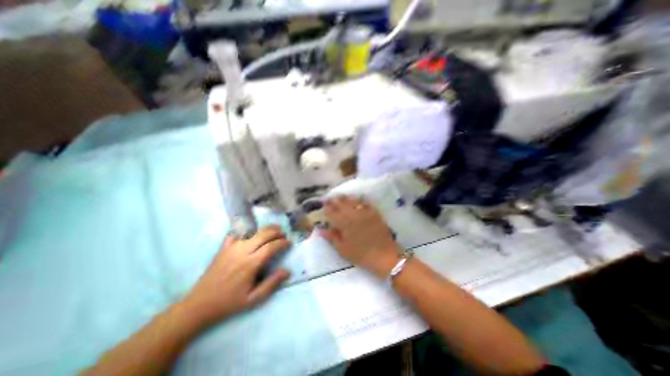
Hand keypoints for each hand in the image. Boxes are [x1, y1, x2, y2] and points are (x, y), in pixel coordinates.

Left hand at [182, 226, 289, 325]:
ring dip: (266, 230)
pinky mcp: (223, 247)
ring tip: (273, 232)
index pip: (271, 246)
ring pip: (253, 231)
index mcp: (251, 264)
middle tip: (283, 235)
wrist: (199, 305)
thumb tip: (287, 271)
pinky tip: (251, 236)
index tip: (289, 243)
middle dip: (277, 231)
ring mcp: (232, 247)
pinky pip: (237, 234)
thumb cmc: (229, 303)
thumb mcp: (253, 299)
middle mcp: (242, 251)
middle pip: (264, 234)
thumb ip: (272, 283)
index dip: (283, 242)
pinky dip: (246, 233)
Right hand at [320, 196, 399, 278]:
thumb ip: (332, 237)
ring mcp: (365, 212)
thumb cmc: (361, 255)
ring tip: (341, 197)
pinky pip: (365, 202)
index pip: (332, 212)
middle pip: (342, 203)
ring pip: (352, 201)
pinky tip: (357, 199)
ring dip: (345, 198)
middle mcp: (353, 214)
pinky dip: (359, 199)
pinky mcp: (374, 212)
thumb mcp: (343, 249)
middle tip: (330, 198)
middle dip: (335, 200)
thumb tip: (320, 229)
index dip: (327, 207)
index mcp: (344, 223)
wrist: (384, 255)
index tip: (323, 204)